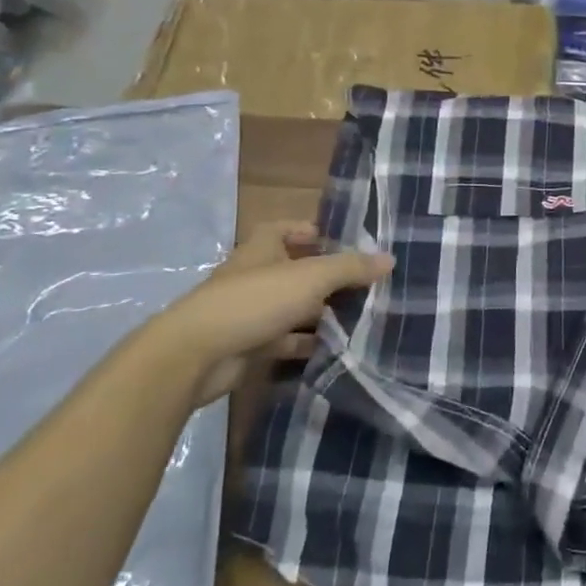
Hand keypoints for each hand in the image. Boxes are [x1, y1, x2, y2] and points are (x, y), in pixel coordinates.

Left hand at [143, 220, 392, 403]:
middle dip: (326, 276)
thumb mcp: (311, 277)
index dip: (310, 231)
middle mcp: (254, 275)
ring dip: (319, 312)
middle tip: (364, 283)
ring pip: (292, 307)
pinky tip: (334, 348)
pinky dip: (306, 343)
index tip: (341, 242)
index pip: (284, 229)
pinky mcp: (247, 345)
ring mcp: (249, 312)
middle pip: (294, 269)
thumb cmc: (254, 301)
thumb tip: (390, 259)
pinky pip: (284, 340)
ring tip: (359, 316)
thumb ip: (351, 268)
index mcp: (262, 248)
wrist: (194, 356)